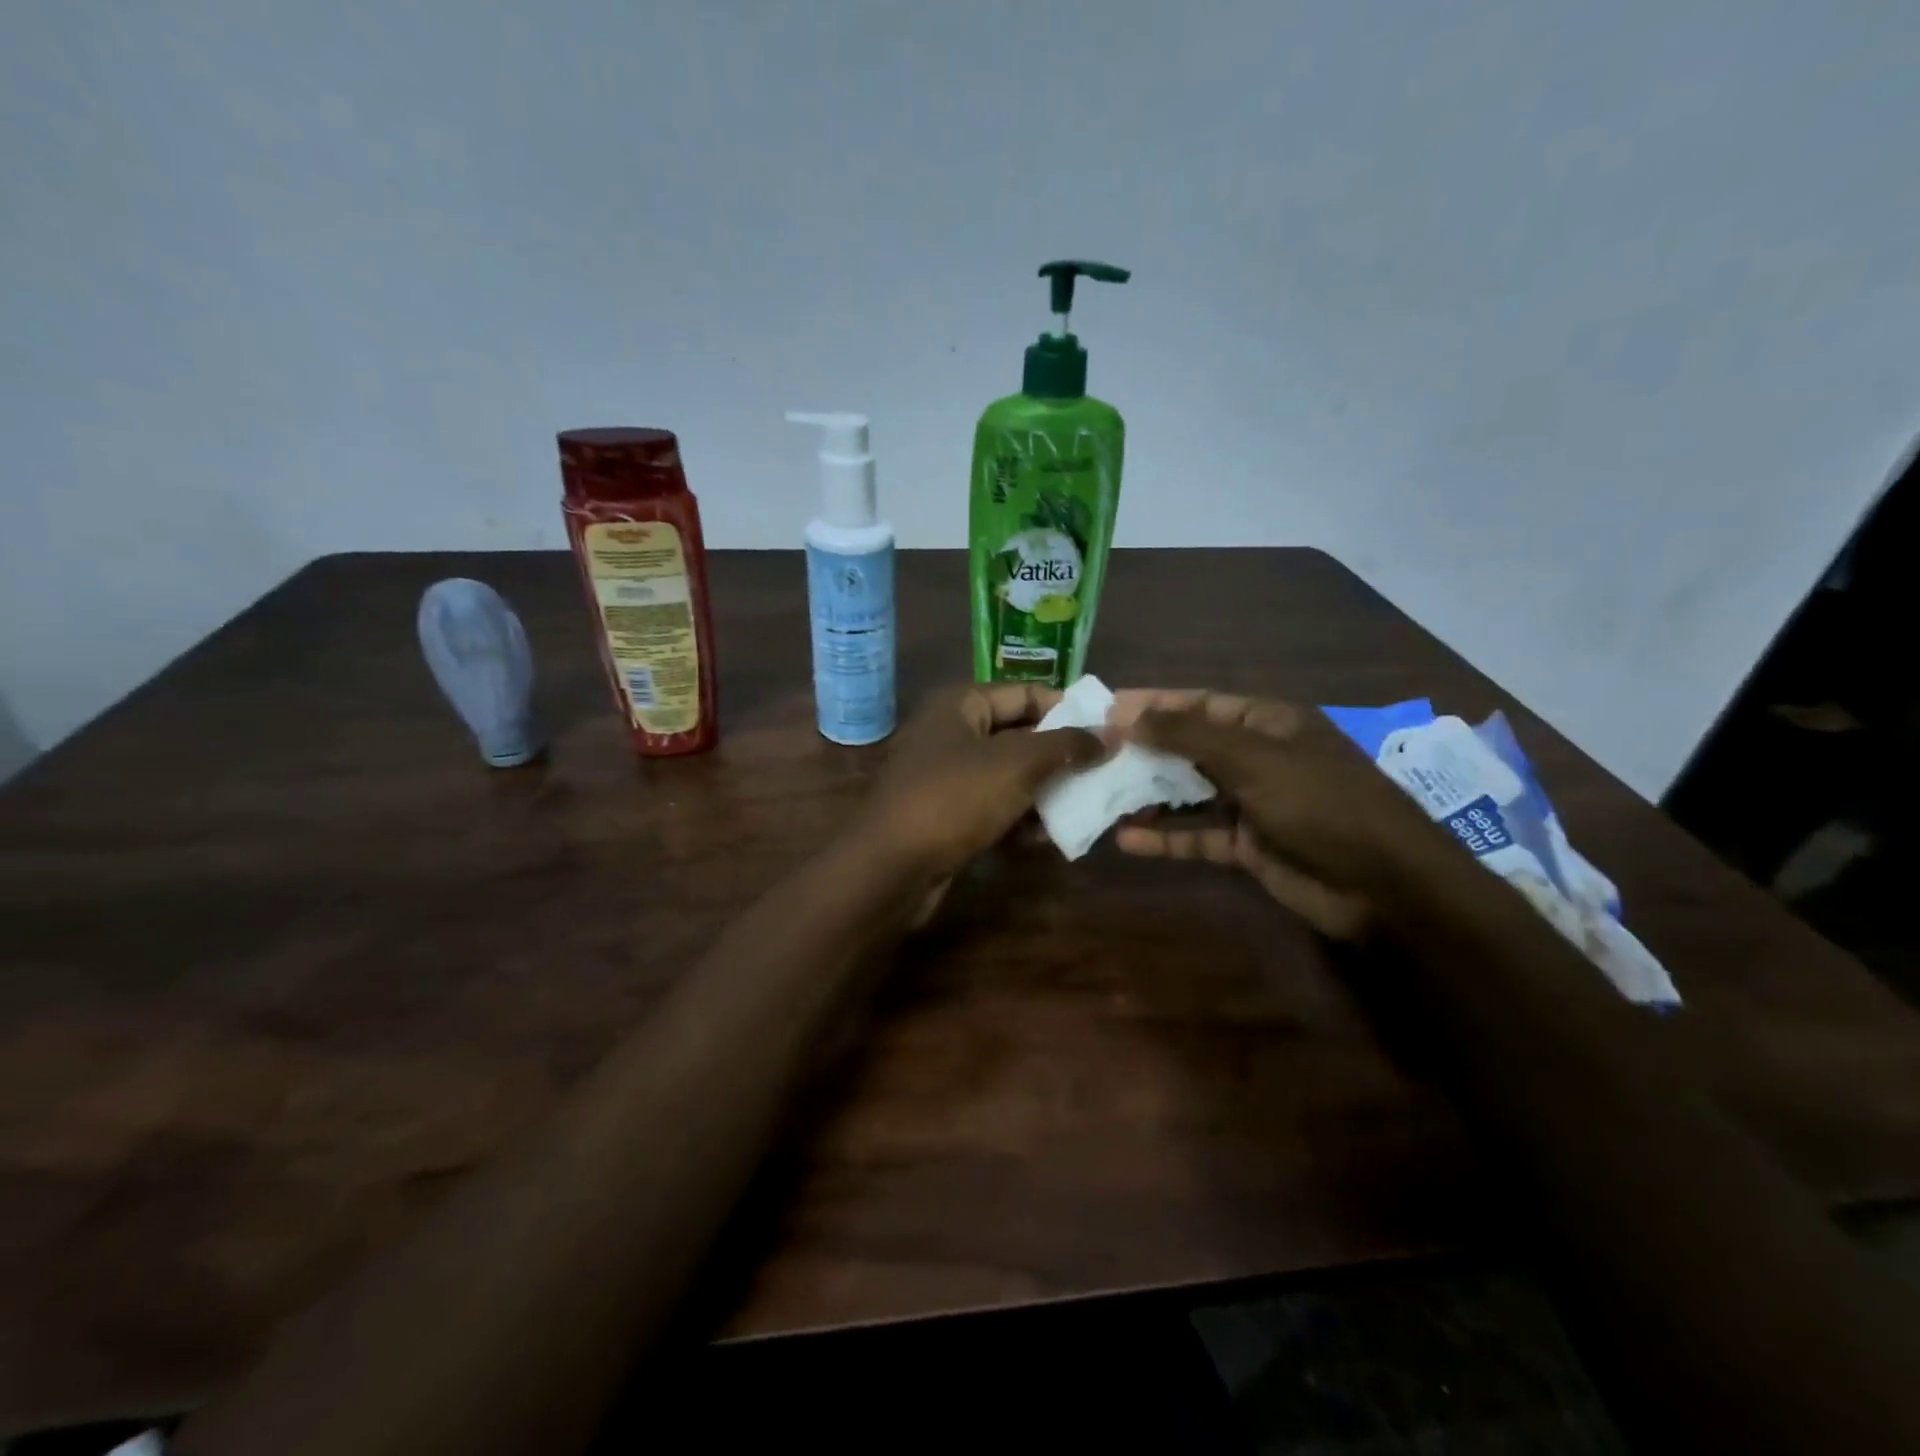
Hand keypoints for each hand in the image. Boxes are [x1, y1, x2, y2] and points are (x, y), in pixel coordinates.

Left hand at [860, 683, 1104, 888]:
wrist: (890, 868)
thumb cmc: (954, 799)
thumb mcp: (1016, 764)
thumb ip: (1065, 745)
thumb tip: (1109, 734)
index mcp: (961, 704)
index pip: (1026, 693)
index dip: (1068, 708)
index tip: (1108, 731)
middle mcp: (951, 733)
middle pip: (1019, 735)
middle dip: (1060, 755)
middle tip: (1104, 771)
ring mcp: (946, 776)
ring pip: (1008, 775)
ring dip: (1045, 791)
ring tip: (1086, 806)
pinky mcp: (946, 815)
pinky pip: (993, 807)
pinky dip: (1019, 818)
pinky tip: (1047, 837)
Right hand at [1111, 690, 1459, 939]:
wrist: (1385, 887)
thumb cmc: (1322, 804)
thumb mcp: (1254, 760)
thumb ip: (1189, 735)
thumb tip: (1127, 714)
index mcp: (1267, 723)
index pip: (1199, 703)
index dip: (1153, 704)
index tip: (1104, 709)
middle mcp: (1257, 757)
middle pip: (1189, 746)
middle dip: (1143, 749)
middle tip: (1092, 753)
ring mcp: (1252, 803)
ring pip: (1188, 792)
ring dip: (1148, 794)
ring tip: (1099, 794)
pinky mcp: (1247, 845)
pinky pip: (1197, 835)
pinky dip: (1165, 837)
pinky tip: (1126, 839)